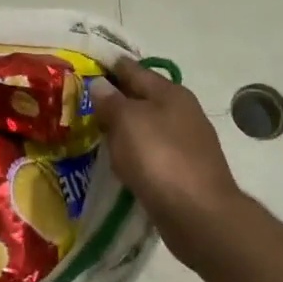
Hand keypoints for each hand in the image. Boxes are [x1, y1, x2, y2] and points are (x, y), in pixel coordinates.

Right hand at [92, 60, 244, 267]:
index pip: (134, 70)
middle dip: (116, 98)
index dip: (110, 66)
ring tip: (96, 132)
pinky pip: (152, 154)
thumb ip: (111, 101)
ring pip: (147, 127)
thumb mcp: (127, 121)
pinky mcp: (184, 172)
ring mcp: (186, 144)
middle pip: (142, 98)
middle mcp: (182, 113)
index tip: (87, 65)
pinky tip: (120, 162)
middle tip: (83, 101)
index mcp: (170, 93)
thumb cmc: (160, 158)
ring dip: (125, 128)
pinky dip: (135, 154)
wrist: (199, 215)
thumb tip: (100, 85)